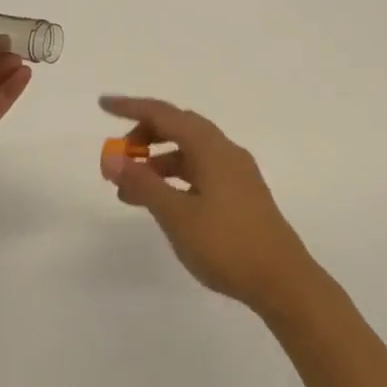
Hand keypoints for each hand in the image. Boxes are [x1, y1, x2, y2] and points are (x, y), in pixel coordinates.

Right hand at [99, 95, 324, 315]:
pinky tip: (161, 202)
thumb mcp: (176, 215)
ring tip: (129, 191)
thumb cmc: (227, 244)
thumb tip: (112, 158)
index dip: (131, 107)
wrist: (282, 282)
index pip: (165, 114)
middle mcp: (226, 152)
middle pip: (179, 128)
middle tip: (118, 158)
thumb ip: (143, 183)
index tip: (103, 105)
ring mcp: (236, 174)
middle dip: (144, 136)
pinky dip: (175, 179)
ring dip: (158, 162)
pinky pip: (200, 172)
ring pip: (189, 153)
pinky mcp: (240, 195)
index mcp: (212, 148)